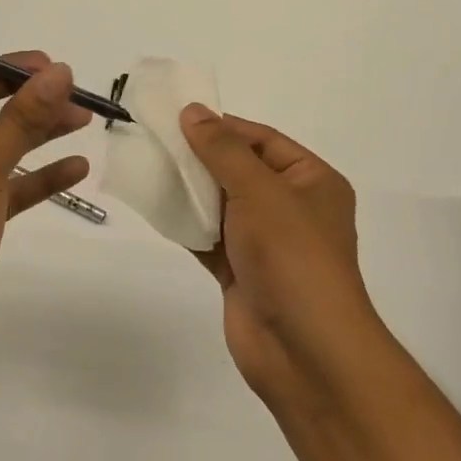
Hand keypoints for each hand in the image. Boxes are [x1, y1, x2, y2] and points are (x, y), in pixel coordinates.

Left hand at [0, 52, 90, 371]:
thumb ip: (23, 119)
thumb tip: (59, 71)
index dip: (14, 71)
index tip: (59, 69)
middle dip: (31, 103)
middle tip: (78, 97)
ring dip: (38, 136)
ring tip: (83, 121)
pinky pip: (2, 186)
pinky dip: (35, 178)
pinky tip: (76, 168)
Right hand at [178, 105, 388, 409]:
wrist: (303, 349)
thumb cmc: (292, 256)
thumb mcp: (260, 191)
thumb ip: (222, 150)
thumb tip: (193, 111)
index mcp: (312, 182)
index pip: (263, 140)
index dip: (223, 127)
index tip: (178, 119)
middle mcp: (292, 208)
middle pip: (240, 171)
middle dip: (201, 159)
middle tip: (155, 142)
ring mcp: (266, 243)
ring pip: (222, 206)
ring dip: (190, 191)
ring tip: (148, 170)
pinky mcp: (242, 272)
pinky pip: (210, 238)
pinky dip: (187, 225)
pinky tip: (156, 209)